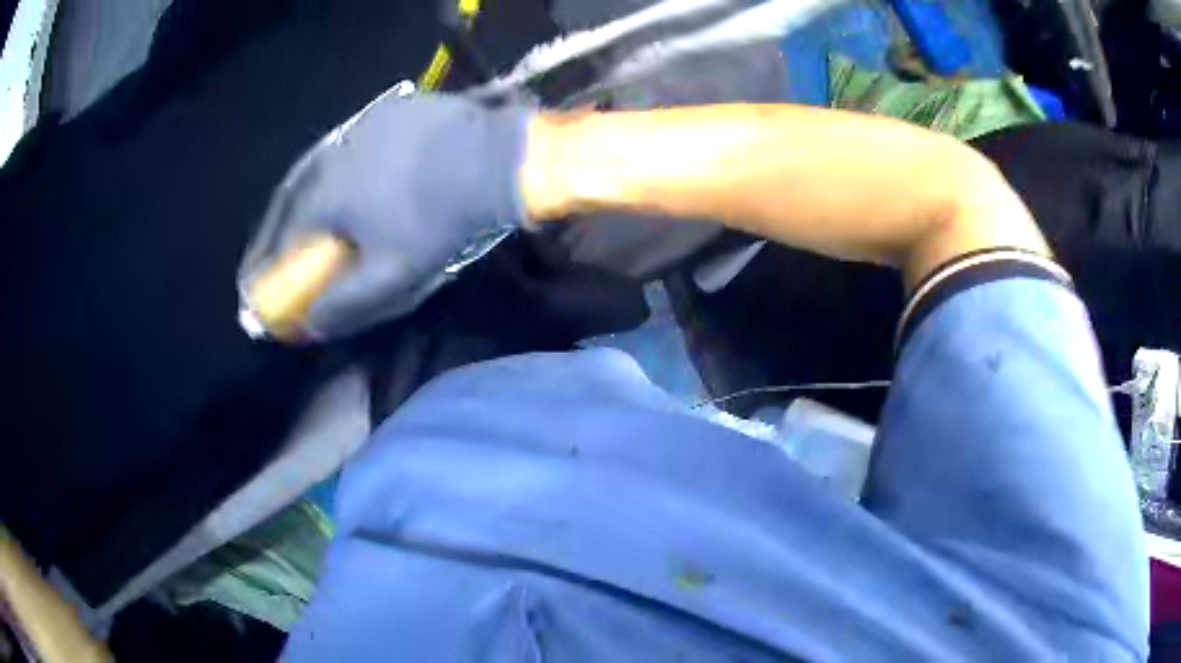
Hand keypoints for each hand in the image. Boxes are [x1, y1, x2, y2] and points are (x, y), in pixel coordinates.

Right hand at [240, 90, 533, 339]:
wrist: (492, 158)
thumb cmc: (440, 220)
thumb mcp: (393, 275)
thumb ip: (346, 303)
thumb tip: (310, 323)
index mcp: (324, 194)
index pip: (280, 240)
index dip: (266, 270)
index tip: (255, 293)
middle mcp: (328, 155)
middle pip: (289, 200)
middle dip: (274, 234)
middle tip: (268, 259)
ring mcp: (356, 127)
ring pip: (315, 169)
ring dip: (301, 201)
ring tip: (301, 224)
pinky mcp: (384, 112)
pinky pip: (345, 147)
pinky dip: (335, 172)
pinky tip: (342, 182)